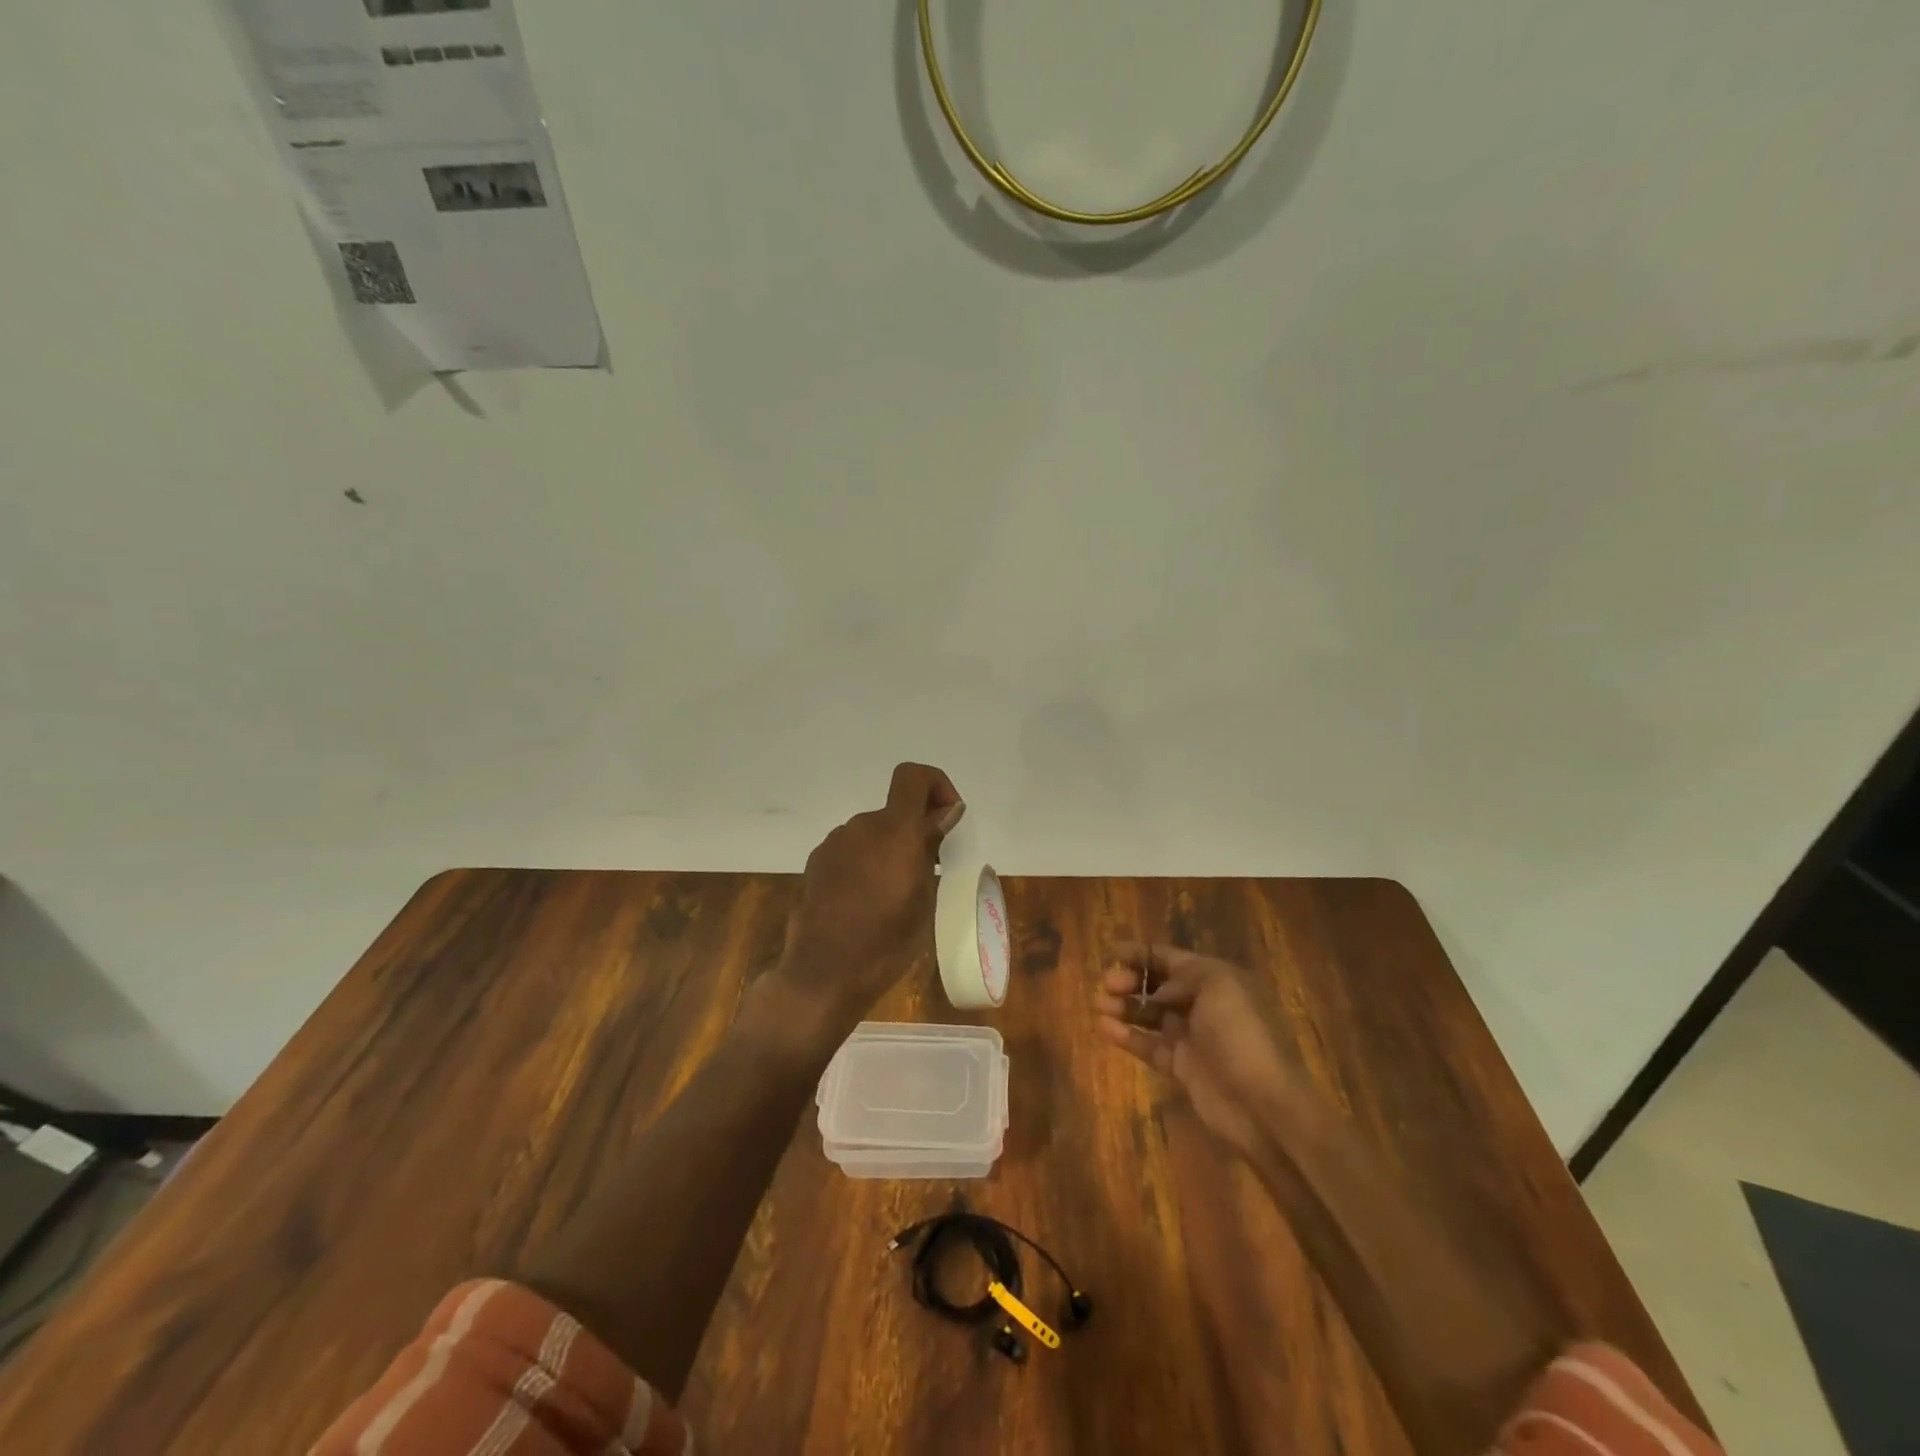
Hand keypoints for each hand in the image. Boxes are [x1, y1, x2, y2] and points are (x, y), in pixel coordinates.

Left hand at [763, 763, 963, 1040]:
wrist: (822, 974)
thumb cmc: (886, 943)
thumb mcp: (924, 898)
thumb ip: (931, 848)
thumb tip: (944, 814)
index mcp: (893, 831)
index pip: (913, 776)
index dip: (936, 785)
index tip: (946, 819)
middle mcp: (861, 827)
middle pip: (895, 811)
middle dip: (915, 832)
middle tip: (927, 874)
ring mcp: (834, 844)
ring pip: (873, 833)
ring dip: (889, 850)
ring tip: (894, 896)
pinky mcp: (816, 863)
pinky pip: (852, 850)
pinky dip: (866, 864)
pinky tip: (865, 903)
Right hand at [1094, 944, 1302, 1160]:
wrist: (1262, 1103)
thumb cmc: (1240, 1034)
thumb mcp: (1217, 984)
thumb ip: (1183, 975)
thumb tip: (1159, 990)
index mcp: (1218, 980)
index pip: (1174, 959)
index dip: (1143, 953)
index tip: (1112, 952)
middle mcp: (1205, 1005)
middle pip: (1160, 986)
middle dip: (1132, 980)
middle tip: (1108, 984)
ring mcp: (1193, 1037)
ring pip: (1151, 1015)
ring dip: (1124, 1006)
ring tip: (1099, 1004)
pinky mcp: (1182, 1067)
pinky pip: (1148, 1045)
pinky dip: (1126, 1035)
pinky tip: (1103, 1028)